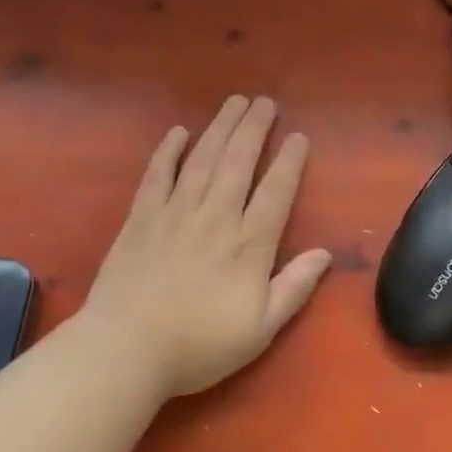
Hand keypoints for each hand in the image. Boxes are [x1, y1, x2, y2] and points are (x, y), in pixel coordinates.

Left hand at [78, 95, 331, 399]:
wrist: (126, 350)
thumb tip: (325, 254)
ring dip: (220, 127)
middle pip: (239, 163)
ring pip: (203, 160)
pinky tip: (178, 132)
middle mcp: (215, 218)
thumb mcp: (260, 329)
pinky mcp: (141, 218)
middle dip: (254, 129)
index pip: (275, 192)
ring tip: (234, 102)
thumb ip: (293, 288)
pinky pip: (158, 175)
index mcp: (248, 245)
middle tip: (265, 101)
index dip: (289, 162)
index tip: (297, 136)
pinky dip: (168, 151)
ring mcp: (175, 213)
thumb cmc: (198, 346)